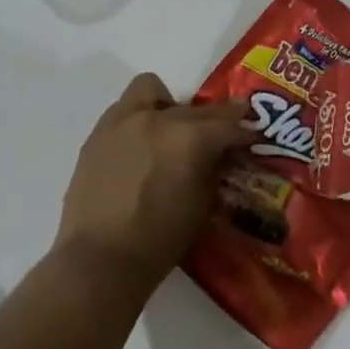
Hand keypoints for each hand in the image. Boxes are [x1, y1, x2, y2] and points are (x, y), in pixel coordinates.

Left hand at [54, 73, 253, 294]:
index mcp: (188, 137)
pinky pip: (125, 110)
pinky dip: (139, 119)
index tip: (252, 135)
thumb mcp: (201, 205)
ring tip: (170, 133)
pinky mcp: (97, 133)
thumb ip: (213, 168)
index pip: (227, 123)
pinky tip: (141, 148)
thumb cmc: (159, 240)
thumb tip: (222, 153)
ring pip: (151, 90)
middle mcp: (156, 118)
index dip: (244, 129)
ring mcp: (122, 121)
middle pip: (194, 108)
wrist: (100, 258)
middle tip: (216, 140)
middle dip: (210, 121)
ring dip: (168, 105)